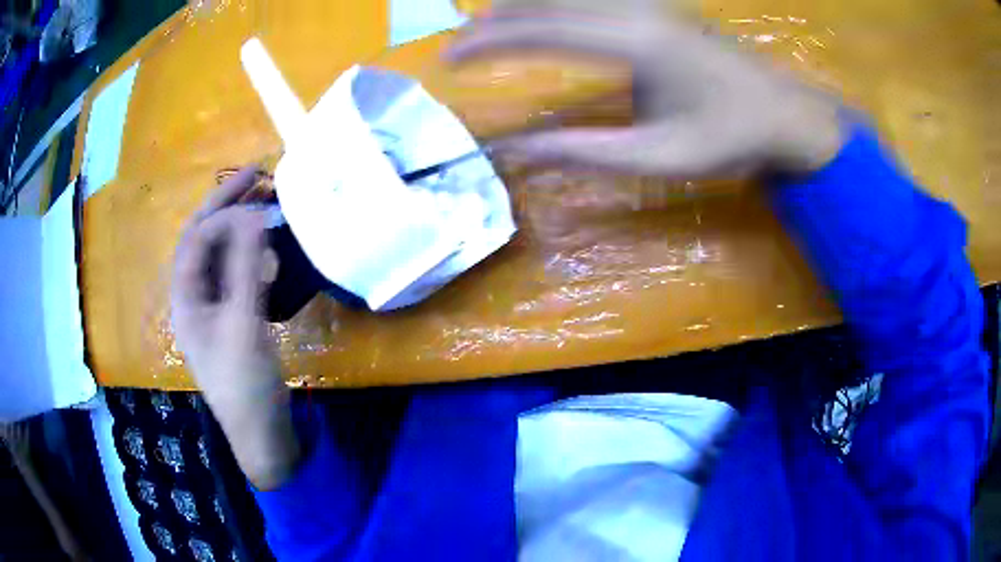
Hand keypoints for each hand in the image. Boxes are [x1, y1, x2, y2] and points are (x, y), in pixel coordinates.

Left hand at [171, 166, 299, 489]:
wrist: (260, 432)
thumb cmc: (245, 383)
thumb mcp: (243, 324)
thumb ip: (244, 268)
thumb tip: (253, 215)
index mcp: (184, 298)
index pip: (196, 239)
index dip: (224, 212)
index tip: (258, 196)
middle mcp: (192, 296)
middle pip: (203, 239)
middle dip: (225, 204)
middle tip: (257, 174)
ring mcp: (211, 307)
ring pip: (219, 254)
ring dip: (239, 225)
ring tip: (264, 200)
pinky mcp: (230, 317)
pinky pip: (235, 272)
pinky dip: (249, 251)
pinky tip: (267, 244)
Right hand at [448, 9, 844, 176]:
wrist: (784, 114)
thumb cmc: (730, 138)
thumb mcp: (659, 157)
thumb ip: (586, 152)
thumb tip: (520, 152)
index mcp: (634, 42)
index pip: (541, 30)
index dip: (488, 42)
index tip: (448, 58)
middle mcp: (635, 10)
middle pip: (547, 0)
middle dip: (494, 19)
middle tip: (458, 43)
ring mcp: (649, 4)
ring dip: (522, 4)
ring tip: (488, 24)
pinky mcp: (657, 8)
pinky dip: (555, 2)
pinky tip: (545, 12)